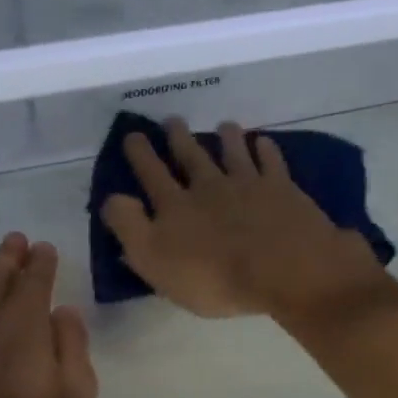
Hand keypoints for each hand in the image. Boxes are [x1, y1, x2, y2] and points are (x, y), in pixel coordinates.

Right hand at [101, 118, 390, 321]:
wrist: (284, 270)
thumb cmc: (214, 277)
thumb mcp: (155, 261)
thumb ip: (130, 228)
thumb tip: (113, 198)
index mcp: (176, 206)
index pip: (152, 174)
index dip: (140, 154)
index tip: (133, 134)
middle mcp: (209, 186)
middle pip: (191, 156)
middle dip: (179, 138)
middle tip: (173, 120)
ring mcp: (248, 183)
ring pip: (233, 152)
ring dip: (226, 137)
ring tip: (222, 125)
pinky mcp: (282, 189)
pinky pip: (271, 162)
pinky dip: (265, 150)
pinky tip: (263, 143)